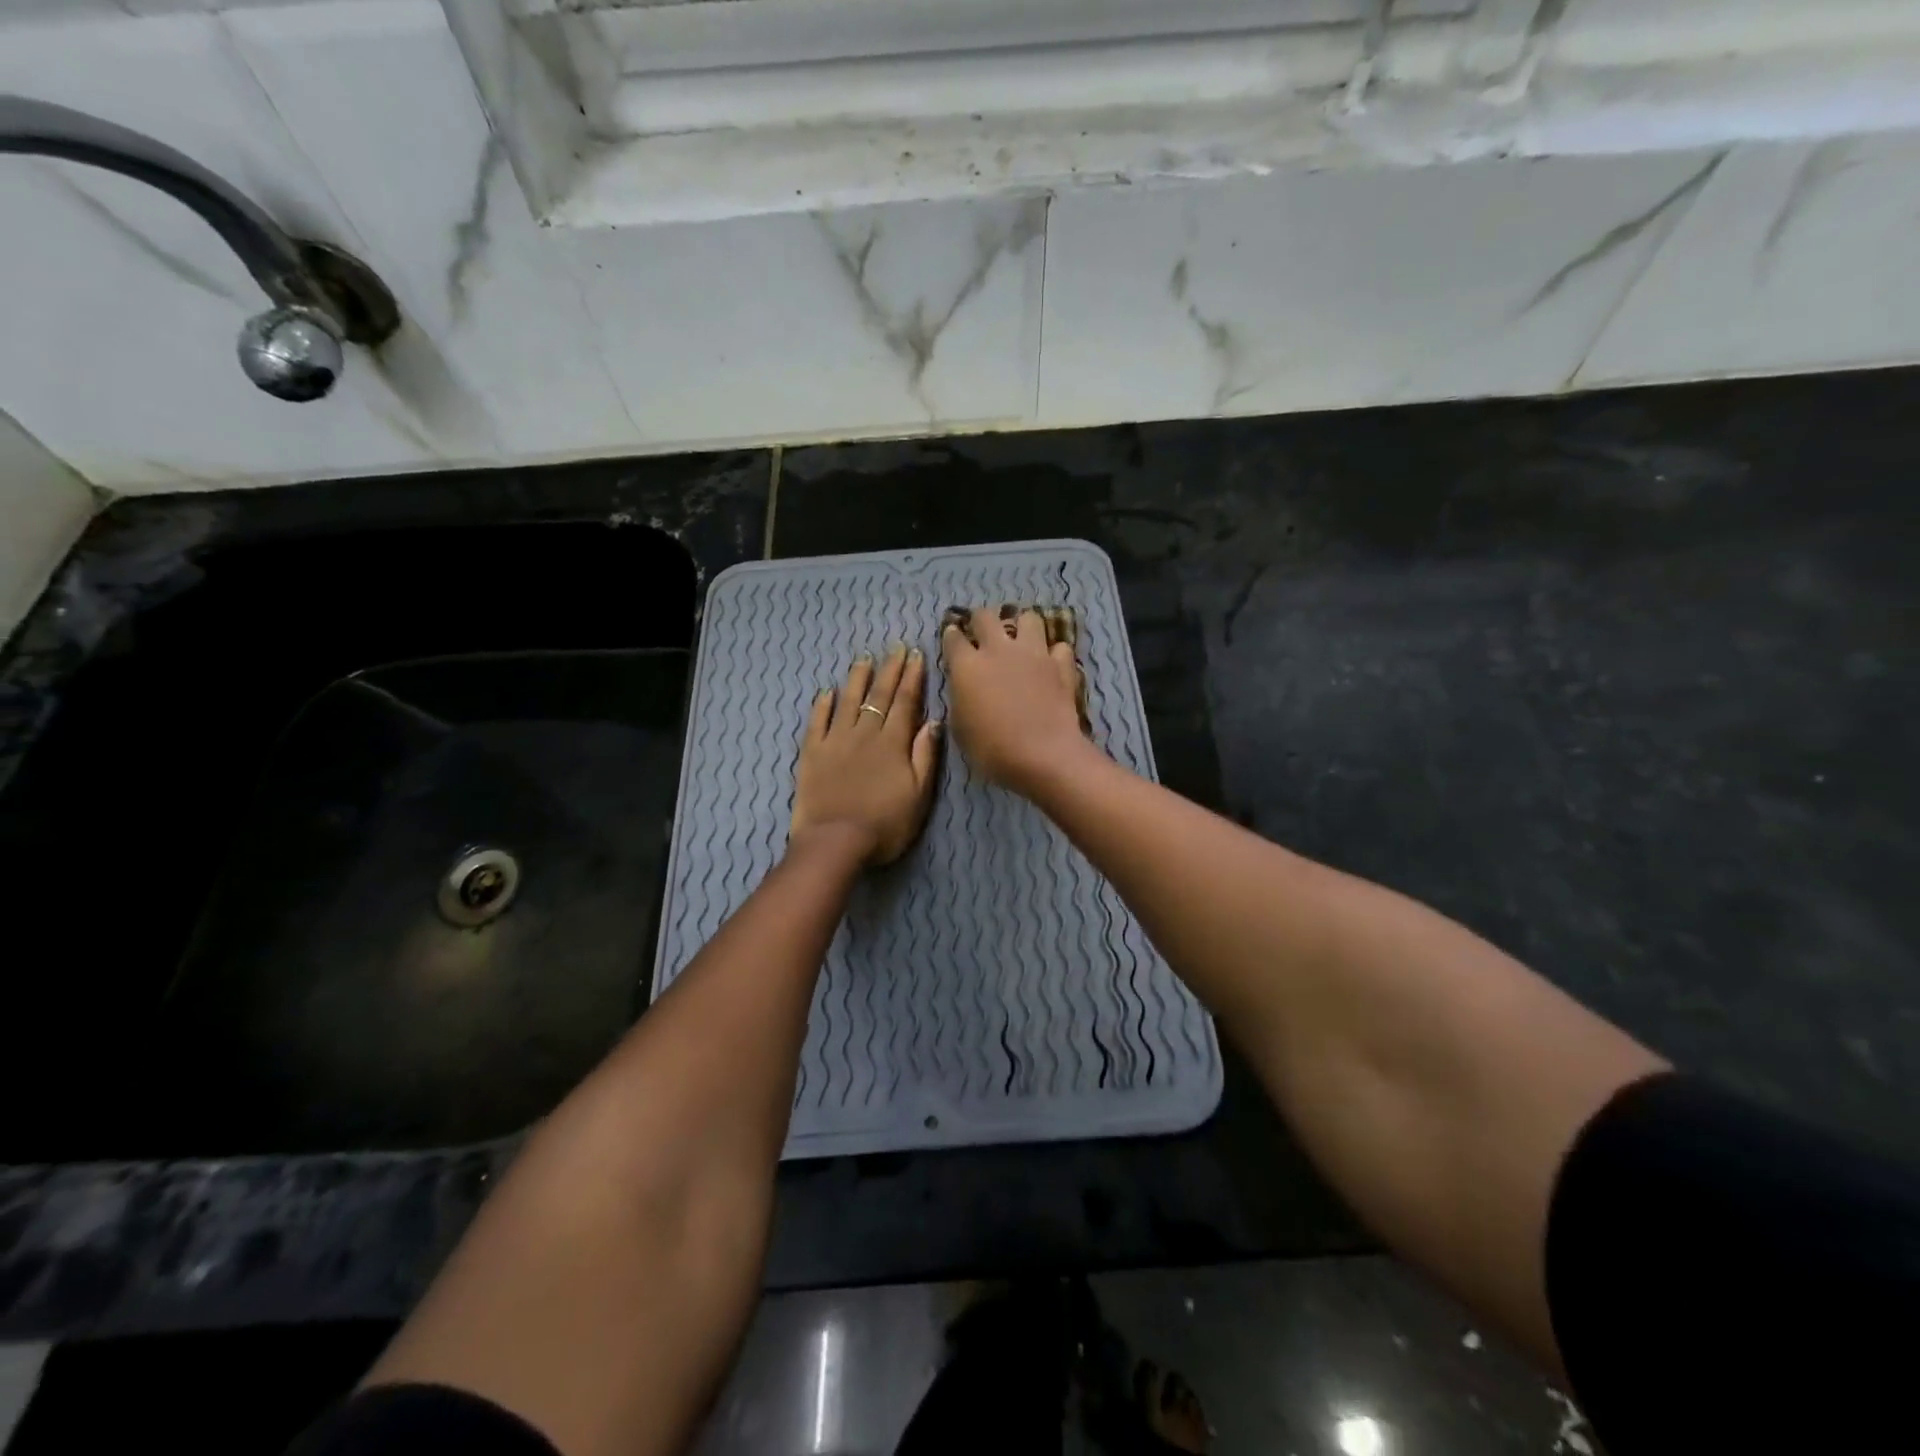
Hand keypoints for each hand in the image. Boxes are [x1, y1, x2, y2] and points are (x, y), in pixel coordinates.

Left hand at [791, 644, 941, 865]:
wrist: (836, 842)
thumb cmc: (885, 825)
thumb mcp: (919, 795)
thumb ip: (925, 756)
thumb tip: (934, 721)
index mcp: (893, 743)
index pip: (905, 702)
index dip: (912, 677)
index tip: (917, 655)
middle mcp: (865, 734)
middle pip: (879, 696)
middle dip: (890, 670)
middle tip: (896, 647)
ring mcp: (835, 741)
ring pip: (848, 701)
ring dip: (857, 678)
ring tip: (865, 659)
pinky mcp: (812, 753)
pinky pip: (817, 722)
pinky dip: (822, 705)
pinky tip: (826, 692)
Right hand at [941, 606, 1093, 797]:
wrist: (1043, 755)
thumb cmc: (992, 749)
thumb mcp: (961, 729)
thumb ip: (960, 699)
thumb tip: (964, 688)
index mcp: (967, 665)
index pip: (953, 637)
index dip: (951, 636)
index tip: (952, 638)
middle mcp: (998, 650)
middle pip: (986, 616)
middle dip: (981, 620)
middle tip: (982, 632)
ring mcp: (1033, 653)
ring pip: (1028, 618)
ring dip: (1022, 626)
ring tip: (1021, 640)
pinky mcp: (1061, 665)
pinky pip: (1059, 647)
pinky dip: (1054, 653)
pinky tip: (1051, 664)